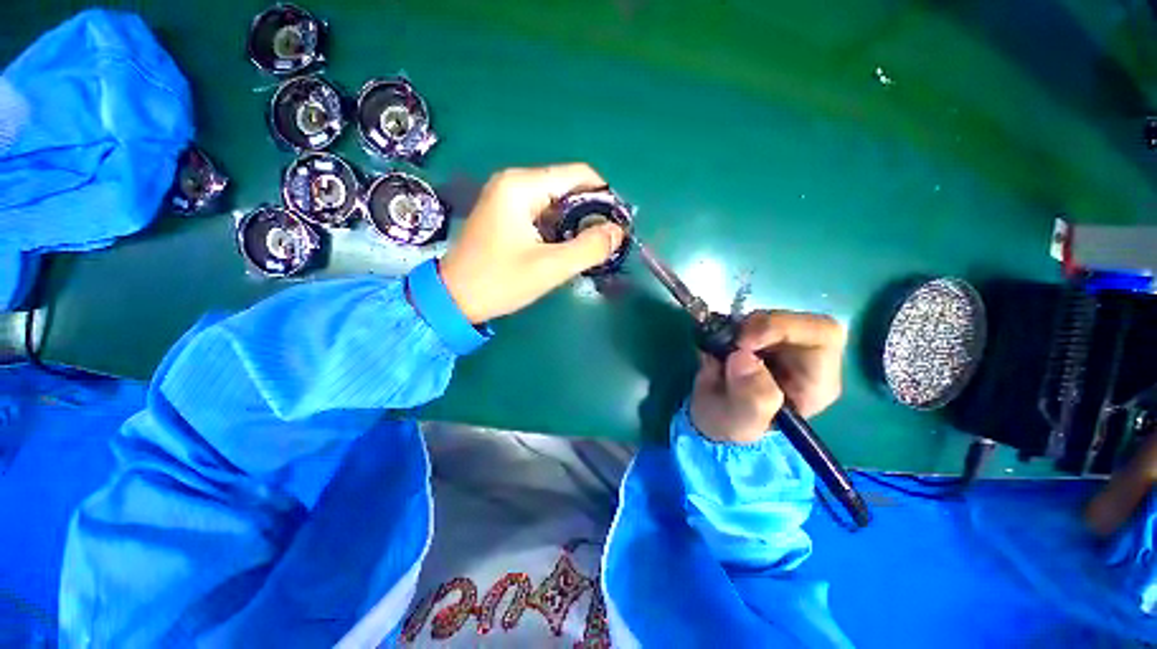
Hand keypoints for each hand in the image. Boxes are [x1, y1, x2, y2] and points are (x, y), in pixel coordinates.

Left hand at [439, 164, 625, 322]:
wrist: (453, 299)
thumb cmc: (499, 281)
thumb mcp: (549, 267)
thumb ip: (589, 248)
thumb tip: (618, 231)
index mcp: (522, 186)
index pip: (578, 175)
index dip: (604, 197)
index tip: (617, 225)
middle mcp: (514, 182)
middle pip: (567, 187)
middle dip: (590, 213)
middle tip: (604, 244)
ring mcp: (507, 198)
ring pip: (556, 202)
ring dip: (575, 223)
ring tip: (587, 250)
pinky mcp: (505, 214)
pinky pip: (542, 213)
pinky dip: (559, 229)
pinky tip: (565, 249)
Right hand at [690, 311, 845, 443]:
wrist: (713, 422)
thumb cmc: (735, 427)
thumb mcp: (743, 422)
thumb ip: (752, 397)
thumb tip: (742, 357)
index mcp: (816, 381)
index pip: (823, 335)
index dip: (785, 328)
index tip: (744, 342)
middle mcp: (805, 358)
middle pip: (796, 319)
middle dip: (758, 326)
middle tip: (730, 343)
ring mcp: (779, 345)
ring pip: (768, 315)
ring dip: (739, 327)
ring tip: (720, 351)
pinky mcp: (756, 338)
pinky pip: (745, 318)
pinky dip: (727, 326)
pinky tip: (717, 346)